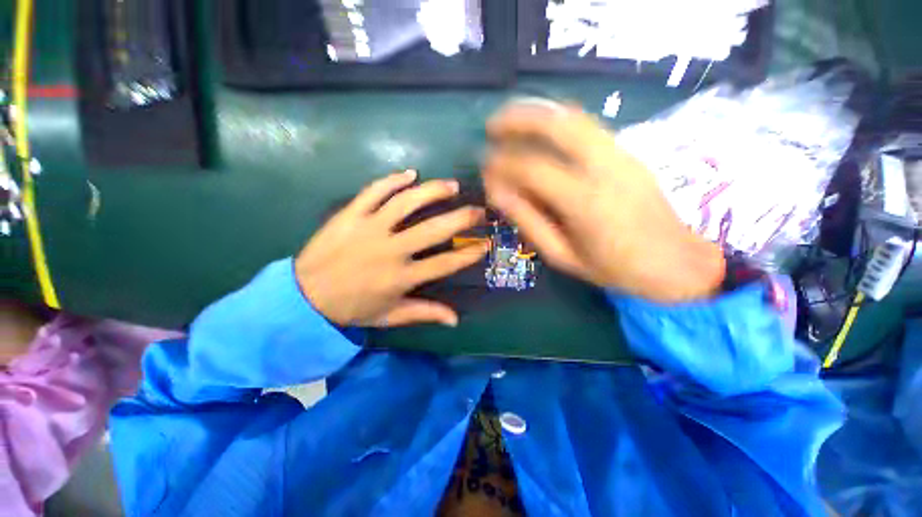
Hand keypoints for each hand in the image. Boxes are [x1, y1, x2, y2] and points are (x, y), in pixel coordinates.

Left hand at [295, 170, 487, 326]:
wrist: (304, 296)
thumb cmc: (352, 308)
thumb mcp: (391, 316)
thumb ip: (424, 314)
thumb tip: (455, 320)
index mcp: (402, 278)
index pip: (446, 263)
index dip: (469, 253)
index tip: (485, 242)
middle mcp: (391, 251)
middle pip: (433, 230)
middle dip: (462, 218)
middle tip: (478, 210)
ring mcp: (369, 229)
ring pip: (406, 203)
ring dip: (432, 192)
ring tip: (451, 186)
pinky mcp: (350, 215)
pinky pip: (374, 192)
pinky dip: (392, 180)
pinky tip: (411, 173)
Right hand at [483, 103, 724, 302]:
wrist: (676, 262)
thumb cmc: (613, 267)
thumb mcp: (562, 255)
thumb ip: (529, 222)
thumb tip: (498, 193)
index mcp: (585, 202)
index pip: (532, 169)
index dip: (502, 164)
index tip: (483, 167)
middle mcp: (605, 168)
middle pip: (557, 124)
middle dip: (518, 118)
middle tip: (491, 125)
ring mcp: (621, 154)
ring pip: (574, 117)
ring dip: (537, 113)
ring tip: (510, 120)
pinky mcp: (627, 152)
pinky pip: (587, 125)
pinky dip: (557, 121)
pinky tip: (540, 131)